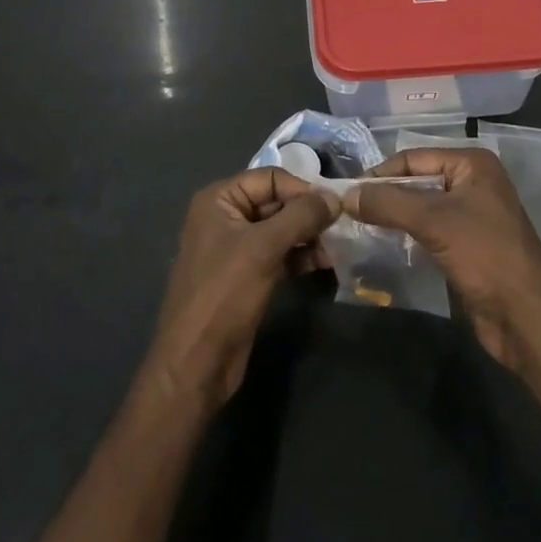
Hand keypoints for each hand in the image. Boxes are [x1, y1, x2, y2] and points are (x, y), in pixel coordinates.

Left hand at [145, 168, 339, 411]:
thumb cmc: (223, 294)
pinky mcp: (248, 276)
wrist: (196, 364)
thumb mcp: (263, 248)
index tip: (336, 204)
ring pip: (281, 230)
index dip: (302, 188)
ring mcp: (237, 248)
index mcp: (219, 199)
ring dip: (309, 235)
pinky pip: (280, 254)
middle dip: (309, 212)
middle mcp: (226, 217)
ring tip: (340, 244)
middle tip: (344, 224)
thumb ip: (301, 217)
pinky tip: (327, 262)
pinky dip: (301, 255)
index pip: (270, 178)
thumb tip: (335, 198)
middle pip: (276, 202)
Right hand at [344, 148, 540, 370]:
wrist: (527, 318)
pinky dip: (407, 235)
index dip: (380, 173)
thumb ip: (388, 204)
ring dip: (394, 216)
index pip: (414, 158)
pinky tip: (384, 244)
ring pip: (421, 208)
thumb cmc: (485, 255)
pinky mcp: (467, 246)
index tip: (347, 192)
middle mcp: (473, 183)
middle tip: (348, 209)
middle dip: (385, 194)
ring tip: (358, 226)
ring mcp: (471, 216)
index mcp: (472, 164)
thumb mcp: (434, 222)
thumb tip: (345, 195)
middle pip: (417, 181)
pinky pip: (429, 232)